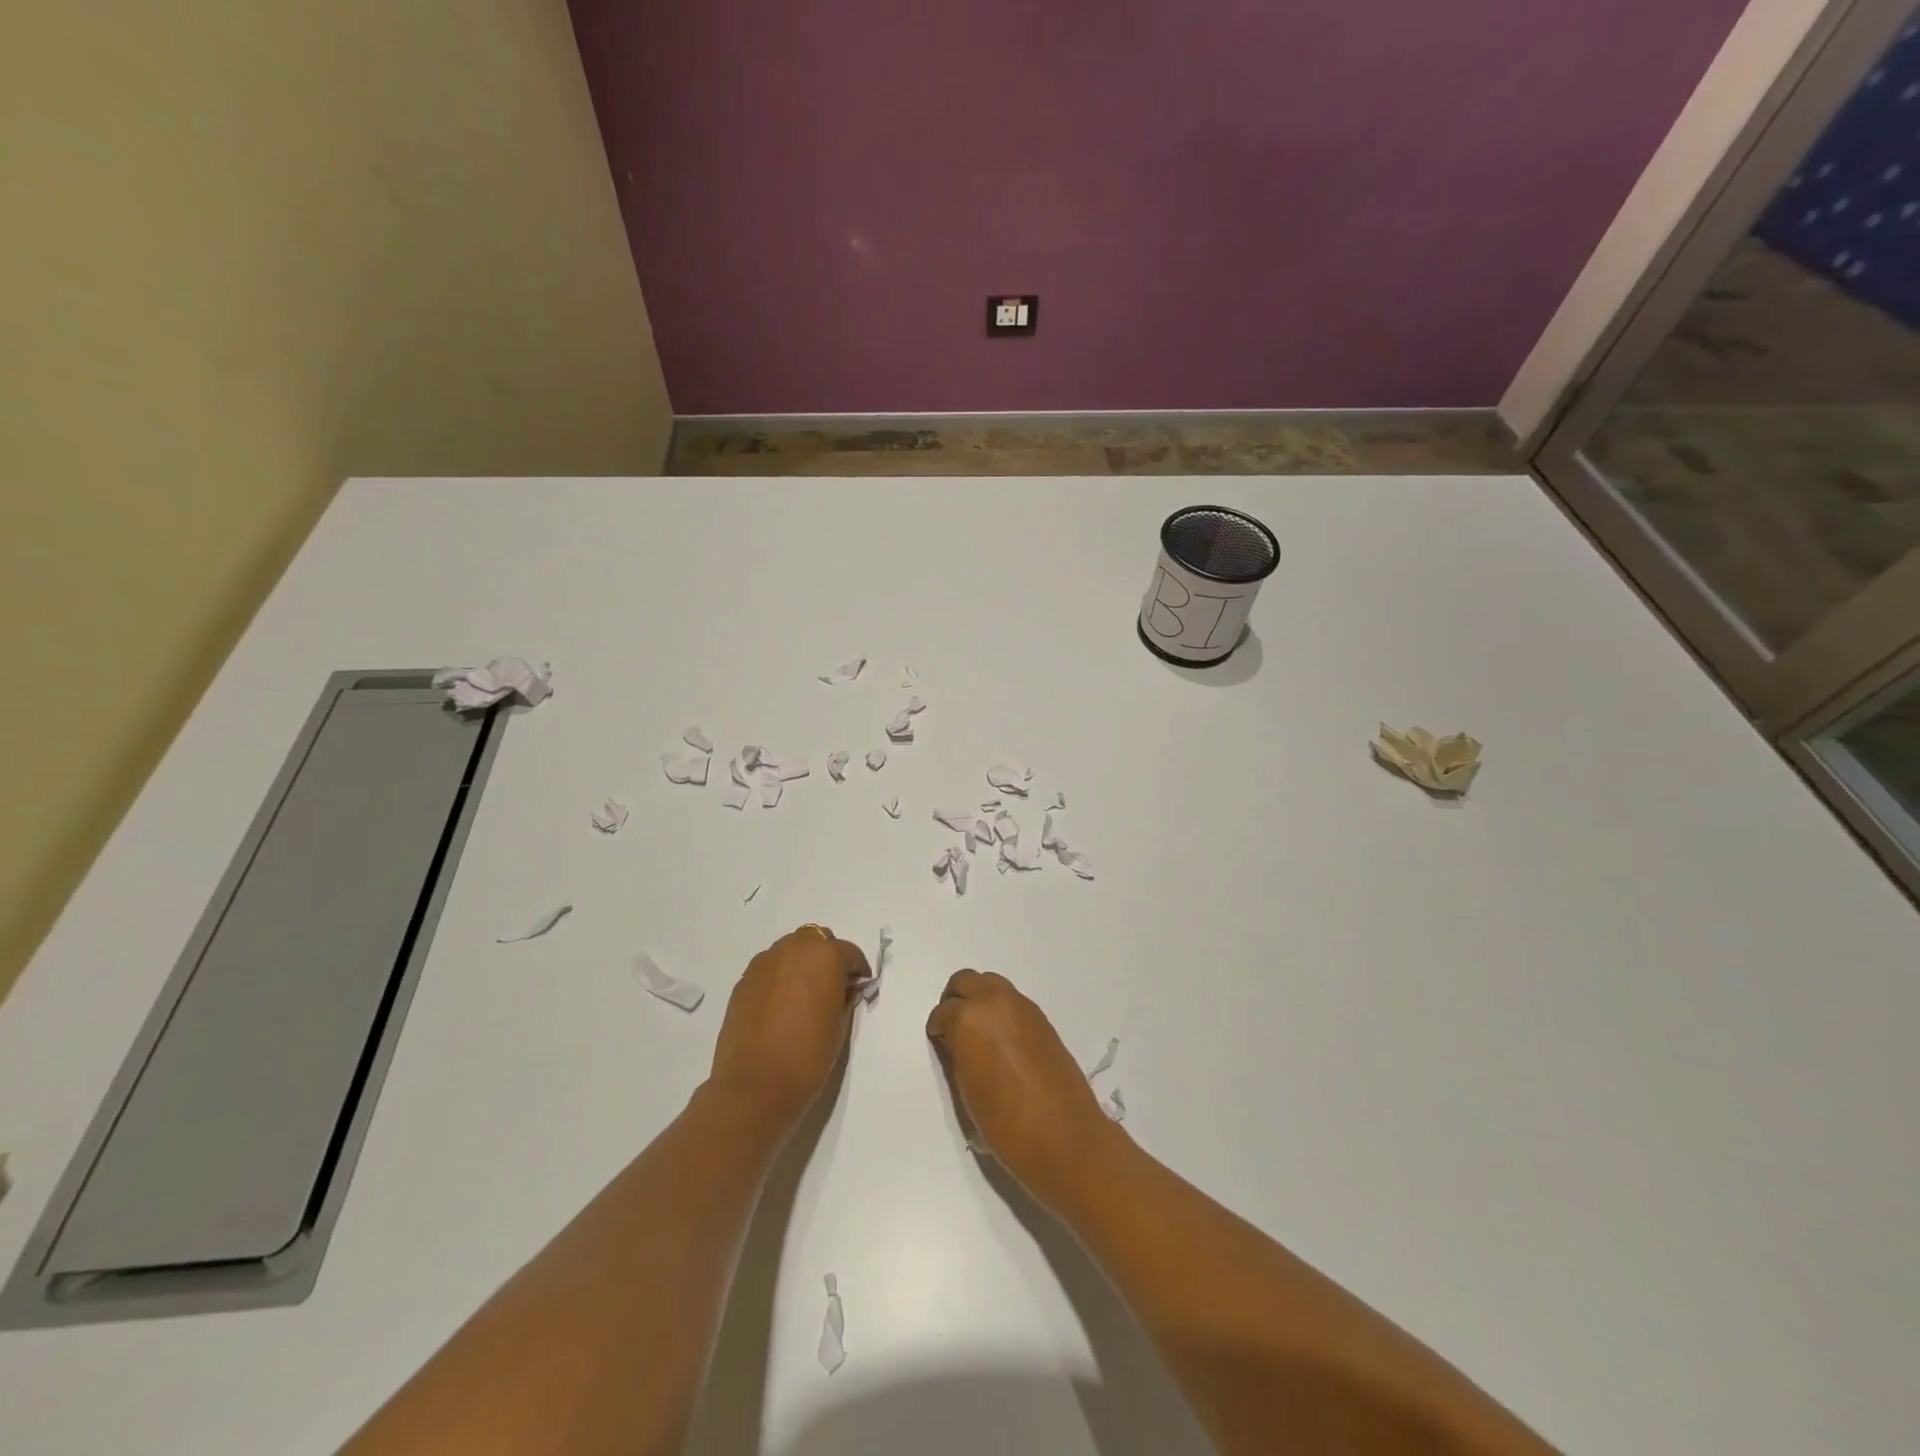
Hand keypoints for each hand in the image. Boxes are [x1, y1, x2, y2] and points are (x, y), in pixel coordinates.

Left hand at [709, 926, 869, 1132]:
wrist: (756, 1085)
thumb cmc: (808, 1056)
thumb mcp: (840, 1025)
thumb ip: (844, 997)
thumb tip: (842, 989)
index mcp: (825, 955)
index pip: (849, 952)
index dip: (857, 971)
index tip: (858, 989)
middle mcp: (794, 948)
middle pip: (815, 940)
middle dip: (826, 957)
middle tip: (830, 986)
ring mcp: (765, 962)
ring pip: (789, 950)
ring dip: (800, 963)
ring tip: (802, 995)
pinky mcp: (743, 980)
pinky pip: (769, 969)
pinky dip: (778, 978)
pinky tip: (779, 1006)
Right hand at [926, 970, 1112, 1209]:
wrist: (1065, 1137)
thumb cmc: (1006, 1123)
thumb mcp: (967, 1091)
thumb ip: (957, 1056)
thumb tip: (956, 1042)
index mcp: (969, 1019)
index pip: (943, 1012)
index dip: (938, 1029)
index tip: (940, 1044)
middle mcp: (995, 1001)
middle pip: (966, 981)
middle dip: (955, 1000)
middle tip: (954, 1028)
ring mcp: (1022, 1006)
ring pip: (991, 983)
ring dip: (980, 1000)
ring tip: (979, 1034)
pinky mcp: (1042, 1018)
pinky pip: (1013, 1001)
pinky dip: (1001, 1010)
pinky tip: (1003, 1041)